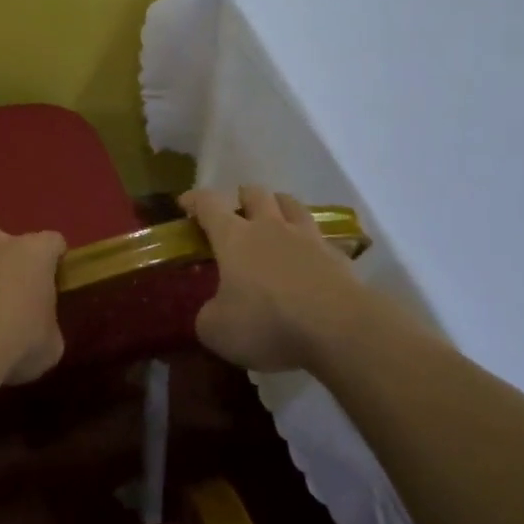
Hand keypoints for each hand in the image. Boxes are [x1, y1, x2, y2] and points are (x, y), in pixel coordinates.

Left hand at [0, 228, 66, 387]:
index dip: (54, 263)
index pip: (53, 243)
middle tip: (11, 301)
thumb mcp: (51, 345)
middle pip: (9, 246)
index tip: (52, 285)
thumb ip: (48, 324)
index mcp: (34, 252)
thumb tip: (38, 327)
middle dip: (10, 266)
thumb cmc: (16, 346)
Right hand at [182, 185, 376, 372]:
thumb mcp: (218, 330)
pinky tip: (310, 258)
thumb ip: (208, 316)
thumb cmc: (267, 322)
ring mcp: (307, 238)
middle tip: (237, 212)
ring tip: (276, 220)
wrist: (338, 328)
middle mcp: (270, 227)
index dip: (195, 200)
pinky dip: (311, 243)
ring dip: (279, 206)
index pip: (209, 204)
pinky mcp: (337, 257)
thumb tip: (211, 313)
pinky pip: (321, 238)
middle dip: (242, 197)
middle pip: (256, 193)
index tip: (185, 203)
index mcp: (234, 237)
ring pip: (292, 205)